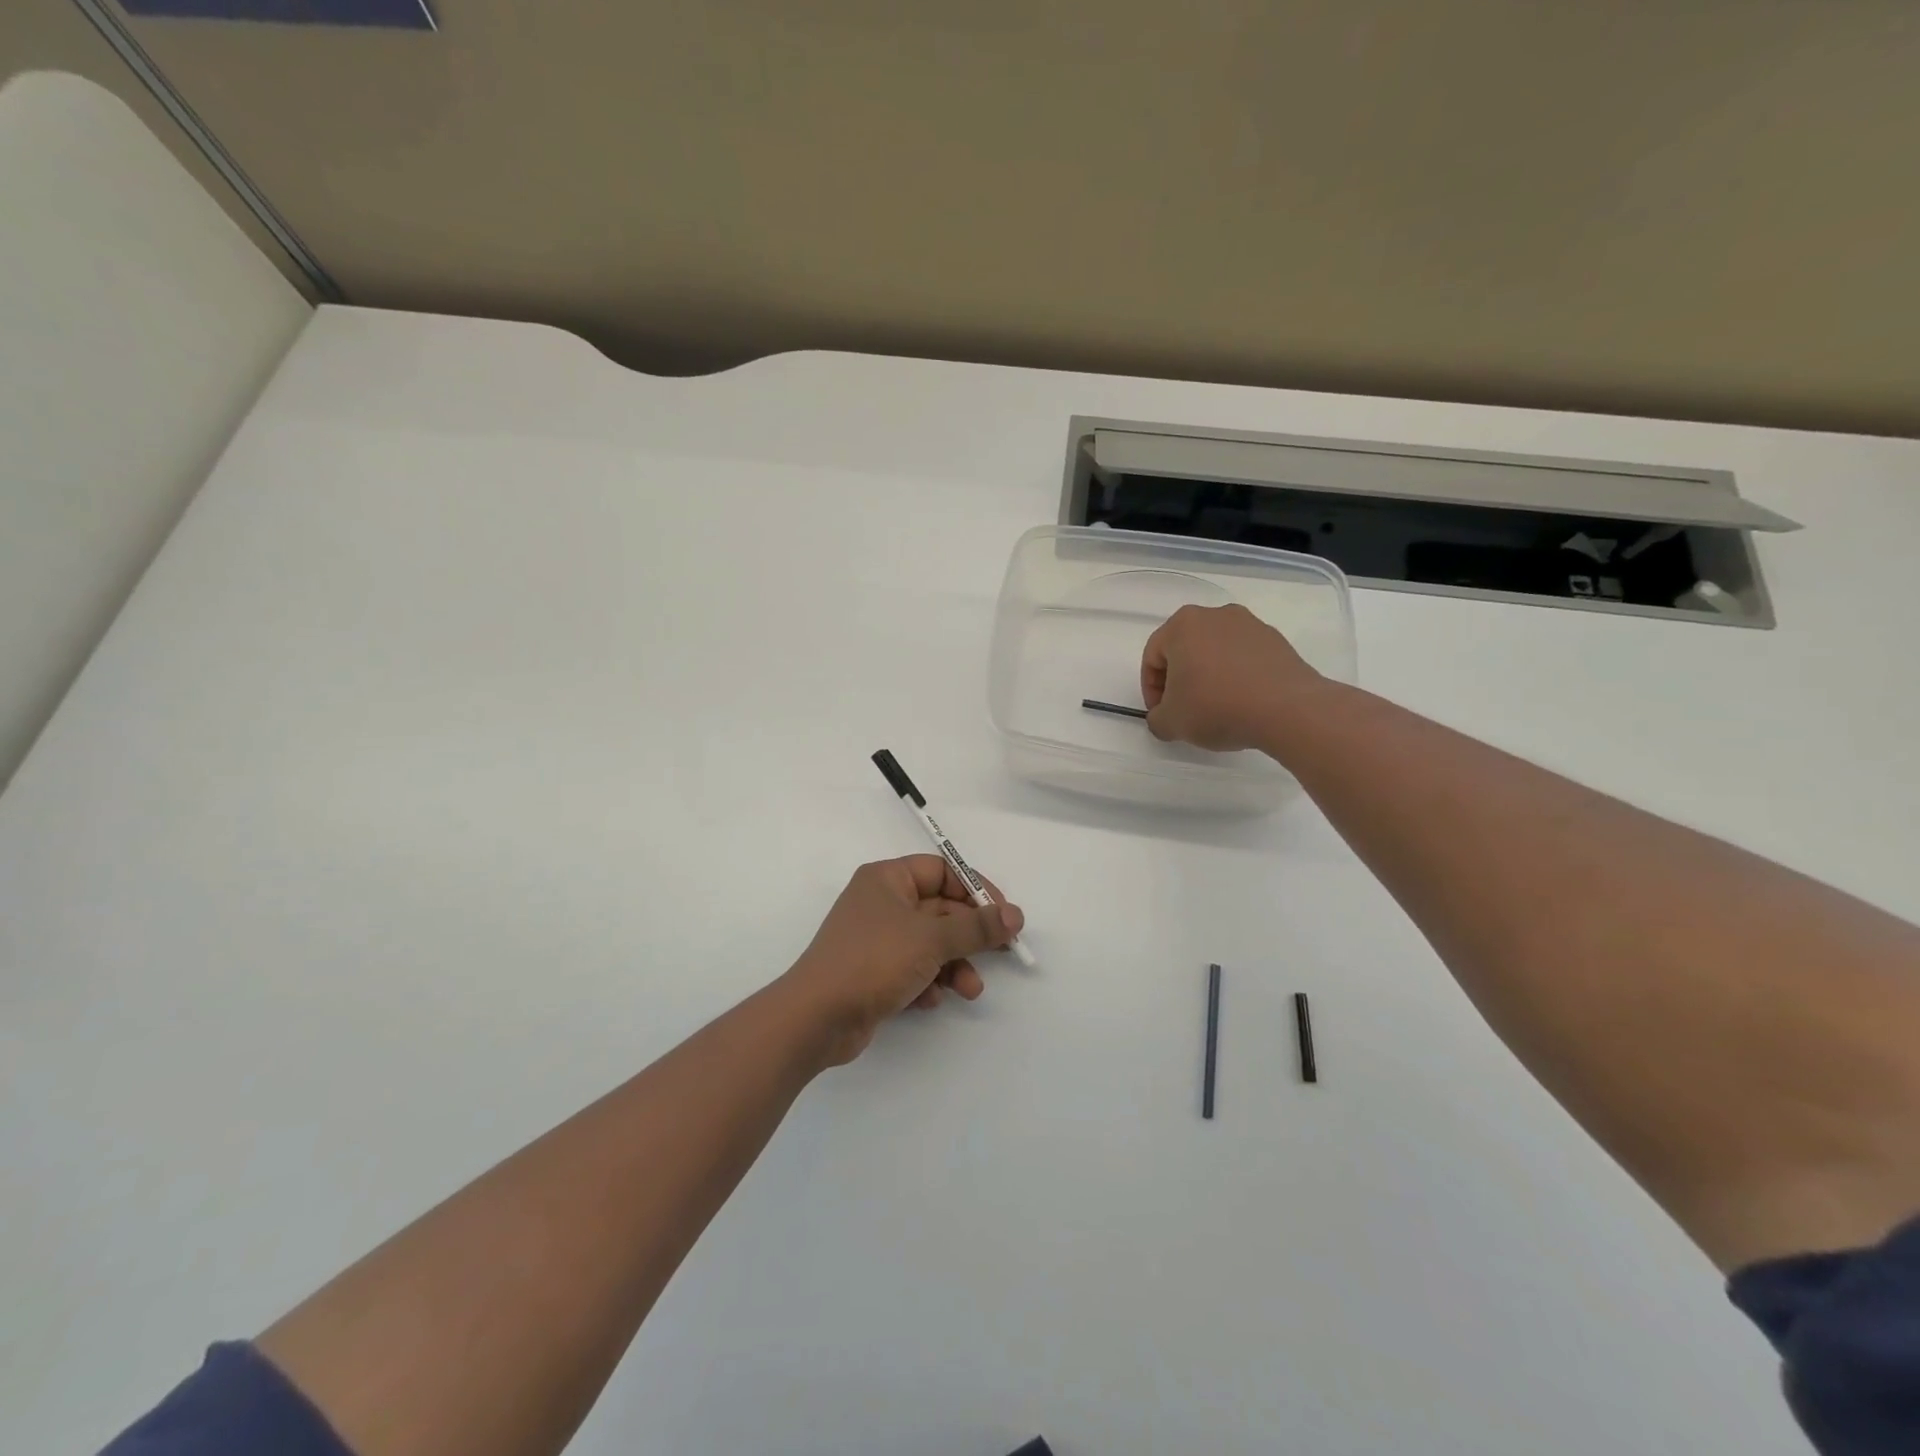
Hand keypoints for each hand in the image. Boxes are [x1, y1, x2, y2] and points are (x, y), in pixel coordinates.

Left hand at [784, 856, 1024, 1064]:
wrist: (816, 1017)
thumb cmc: (874, 960)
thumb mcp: (931, 939)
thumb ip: (976, 927)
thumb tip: (1015, 915)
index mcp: (887, 879)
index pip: (941, 871)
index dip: (975, 889)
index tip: (1003, 914)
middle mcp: (881, 903)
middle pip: (939, 910)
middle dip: (968, 936)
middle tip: (1001, 953)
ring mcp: (876, 939)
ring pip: (930, 944)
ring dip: (954, 965)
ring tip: (970, 989)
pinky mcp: (873, 972)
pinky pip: (913, 968)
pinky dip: (928, 982)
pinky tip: (931, 1000)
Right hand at [1141, 603, 1325, 751]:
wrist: (1287, 709)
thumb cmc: (1216, 707)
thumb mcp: (1171, 723)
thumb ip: (1156, 719)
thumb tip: (1164, 717)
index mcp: (1182, 625)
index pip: (1153, 657)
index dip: (1151, 690)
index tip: (1161, 714)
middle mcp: (1215, 615)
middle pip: (1185, 649)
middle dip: (1180, 679)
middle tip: (1184, 709)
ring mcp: (1250, 624)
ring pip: (1216, 652)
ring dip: (1209, 676)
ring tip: (1216, 708)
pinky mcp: (1276, 640)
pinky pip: (1244, 658)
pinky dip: (1236, 676)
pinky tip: (1242, 702)